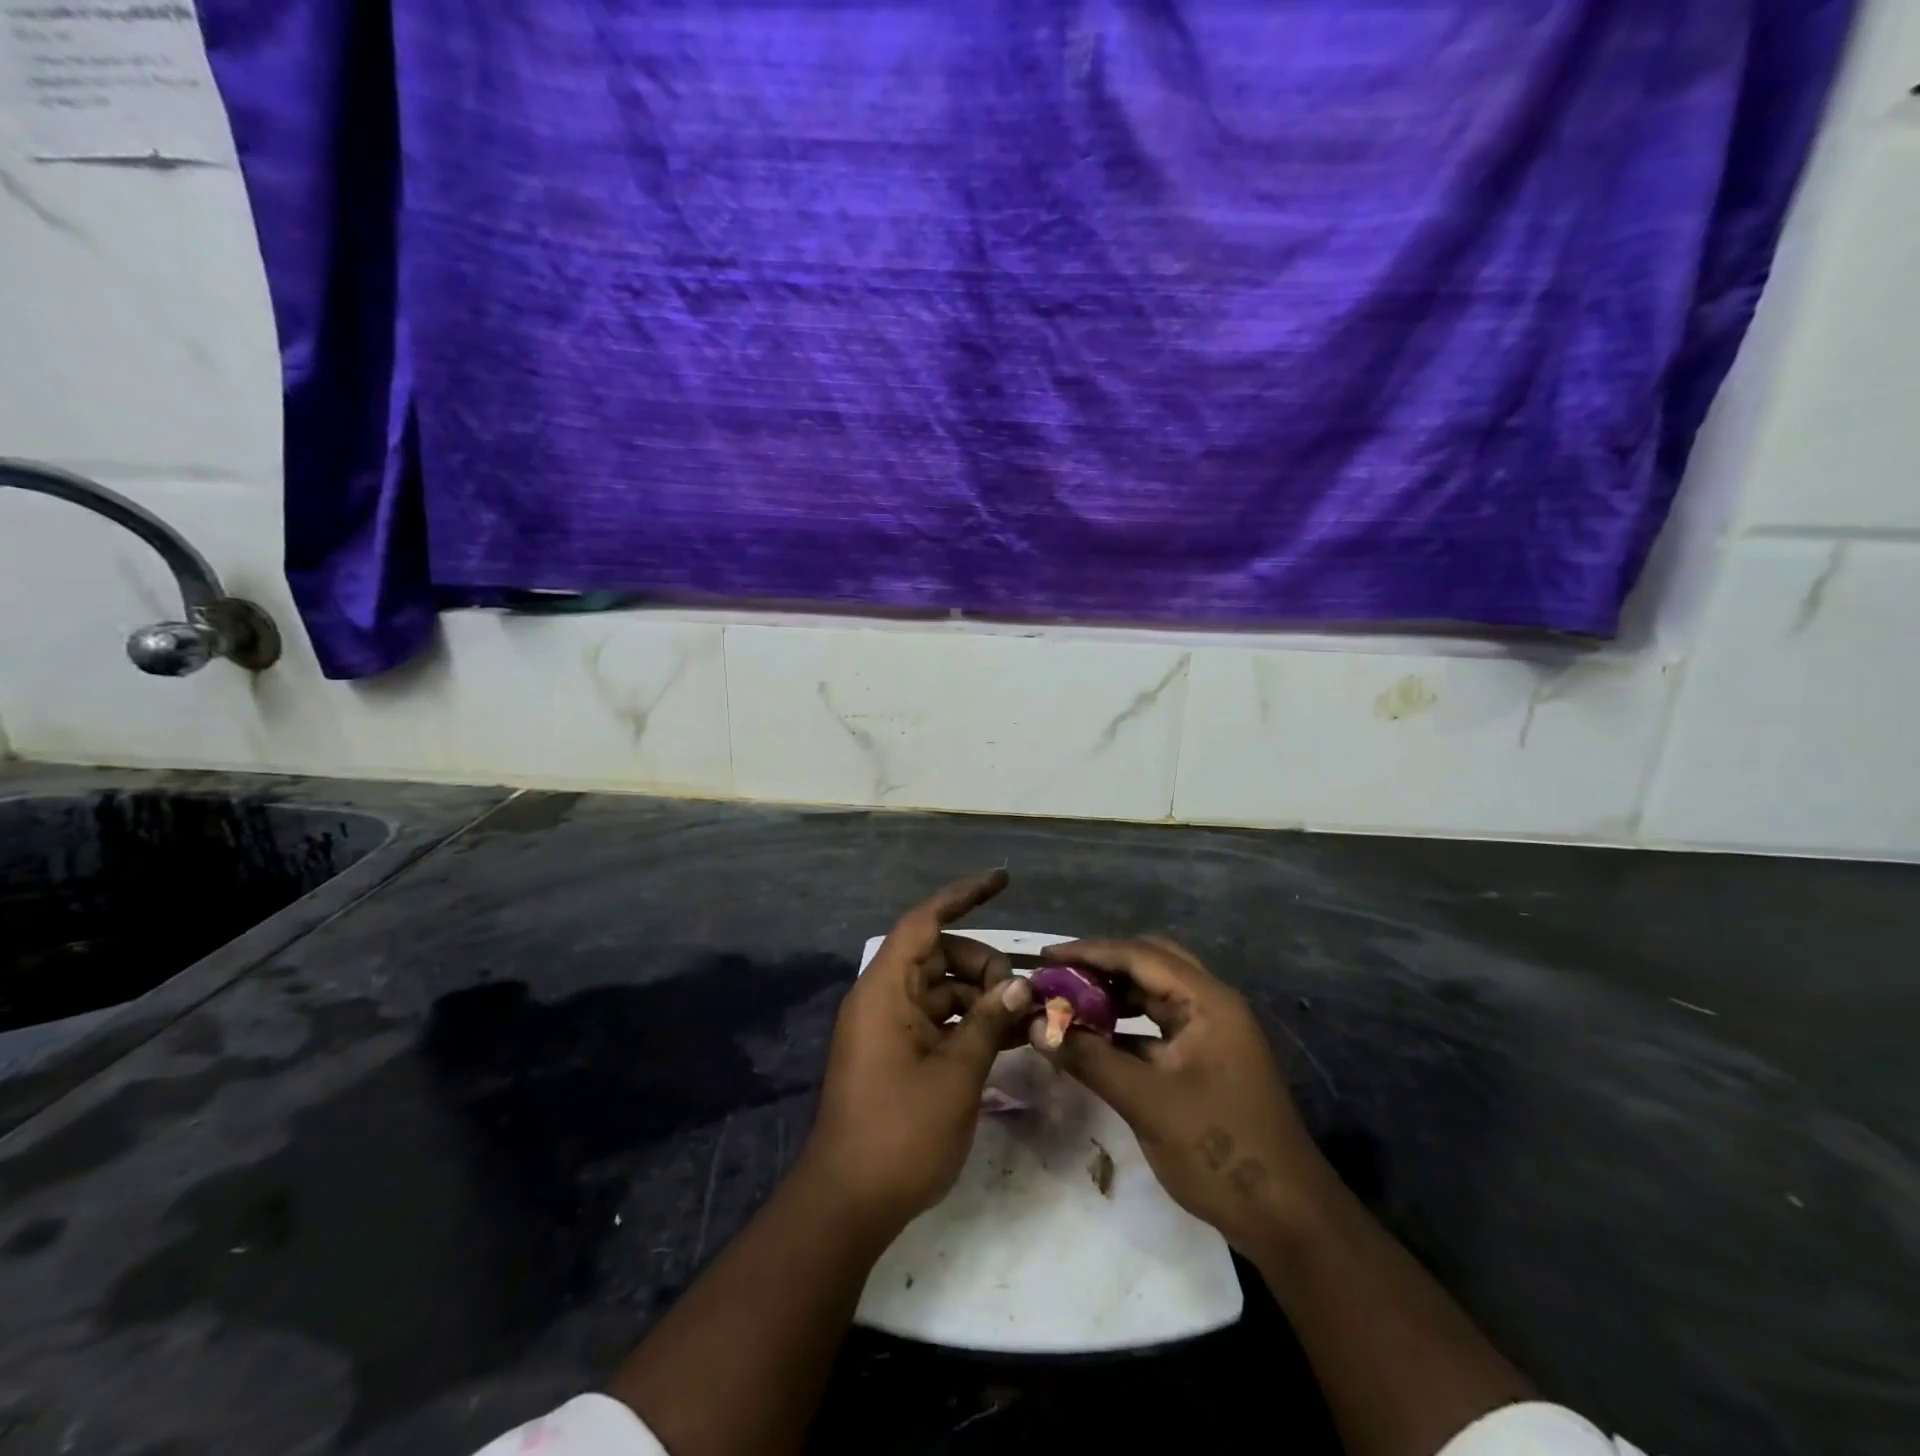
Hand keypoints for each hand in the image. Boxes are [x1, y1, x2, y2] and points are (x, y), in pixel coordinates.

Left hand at [804, 870, 1033, 1232]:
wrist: (848, 1203)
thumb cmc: (900, 1132)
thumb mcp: (956, 1074)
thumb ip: (987, 1022)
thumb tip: (1017, 987)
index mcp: (886, 989)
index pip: (925, 921)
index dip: (963, 895)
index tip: (1002, 880)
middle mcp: (883, 998)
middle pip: (939, 955)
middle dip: (983, 965)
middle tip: (1021, 997)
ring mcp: (888, 1027)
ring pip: (942, 989)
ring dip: (981, 997)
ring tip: (1025, 1019)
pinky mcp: (895, 1054)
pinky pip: (937, 1020)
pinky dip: (968, 1023)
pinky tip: (1007, 1038)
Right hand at [1030, 935, 1325, 1251]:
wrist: (1287, 1219)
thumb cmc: (1218, 1150)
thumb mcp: (1145, 1102)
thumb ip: (1089, 1058)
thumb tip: (1037, 1026)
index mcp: (1207, 1001)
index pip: (1139, 955)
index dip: (1088, 952)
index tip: (1044, 957)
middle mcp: (1212, 1005)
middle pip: (1150, 963)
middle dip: (1102, 967)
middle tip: (1058, 977)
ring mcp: (1212, 1033)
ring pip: (1155, 995)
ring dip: (1113, 995)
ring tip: (1069, 1004)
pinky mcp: (1207, 1061)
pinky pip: (1159, 1027)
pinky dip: (1127, 1026)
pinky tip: (1096, 1039)